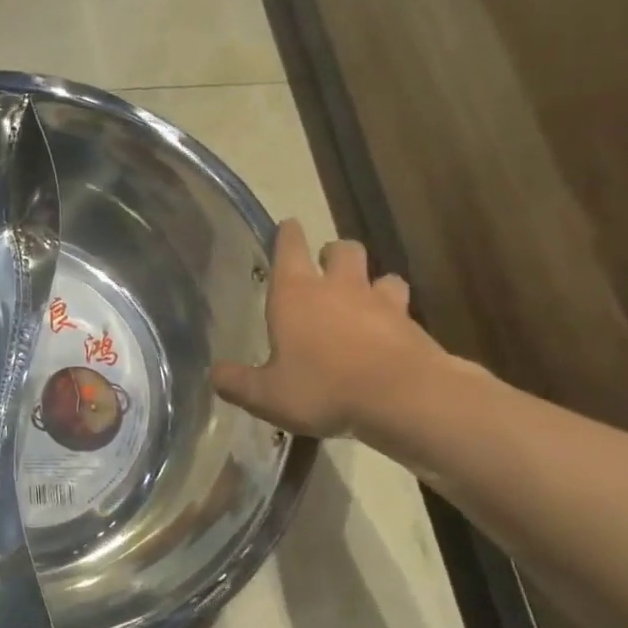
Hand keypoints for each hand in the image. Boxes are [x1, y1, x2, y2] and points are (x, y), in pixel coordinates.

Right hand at [212, 221, 447, 438]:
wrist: (402, 399)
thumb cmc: (322, 389)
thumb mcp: (265, 395)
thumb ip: (236, 382)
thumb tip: (215, 373)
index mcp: (295, 294)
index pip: (289, 248)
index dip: (286, 235)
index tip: (287, 227)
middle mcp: (339, 287)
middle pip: (341, 249)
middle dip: (332, 254)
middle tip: (325, 270)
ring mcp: (380, 302)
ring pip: (380, 275)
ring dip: (370, 281)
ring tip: (362, 301)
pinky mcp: (412, 324)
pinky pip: (402, 308)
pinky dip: (393, 316)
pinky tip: (387, 335)